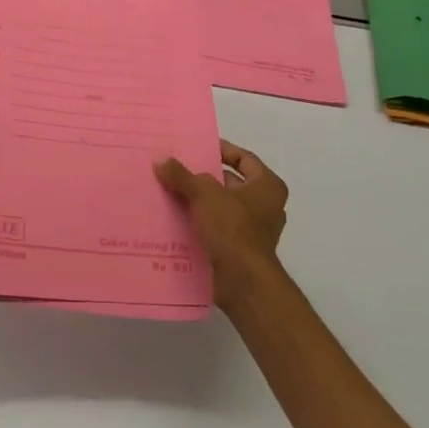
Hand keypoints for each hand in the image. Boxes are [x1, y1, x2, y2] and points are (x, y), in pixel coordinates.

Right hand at [155, 140, 288, 295]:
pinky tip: (174, 218)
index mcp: (267, 186)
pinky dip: (199, 222)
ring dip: (198, 201)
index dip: (221, 150)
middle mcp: (265, 206)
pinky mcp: (239, 248)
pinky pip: (216, 227)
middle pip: (230, 183)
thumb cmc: (232, 228)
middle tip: (175, 168)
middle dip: (203, 177)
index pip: (244, 158)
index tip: (196, 147)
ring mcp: (253, 229)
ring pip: (220, 206)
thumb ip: (182, 175)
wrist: (242, 281)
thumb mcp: (204, 194)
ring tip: (168, 191)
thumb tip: (161, 160)